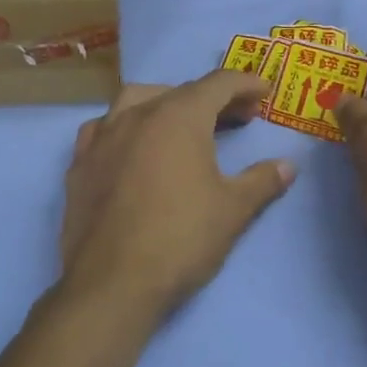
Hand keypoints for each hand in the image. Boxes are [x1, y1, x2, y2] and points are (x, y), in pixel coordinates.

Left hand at [58, 71, 295, 325]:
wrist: (112, 282)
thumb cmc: (181, 238)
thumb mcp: (233, 210)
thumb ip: (262, 181)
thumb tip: (287, 166)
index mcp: (178, 116)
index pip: (218, 84)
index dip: (246, 84)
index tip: (265, 92)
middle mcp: (137, 114)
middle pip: (180, 91)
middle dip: (214, 99)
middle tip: (239, 118)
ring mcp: (102, 137)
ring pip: (136, 101)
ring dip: (166, 104)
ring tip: (184, 124)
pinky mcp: (79, 164)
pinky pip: (105, 128)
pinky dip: (126, 127)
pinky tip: (133, 147)